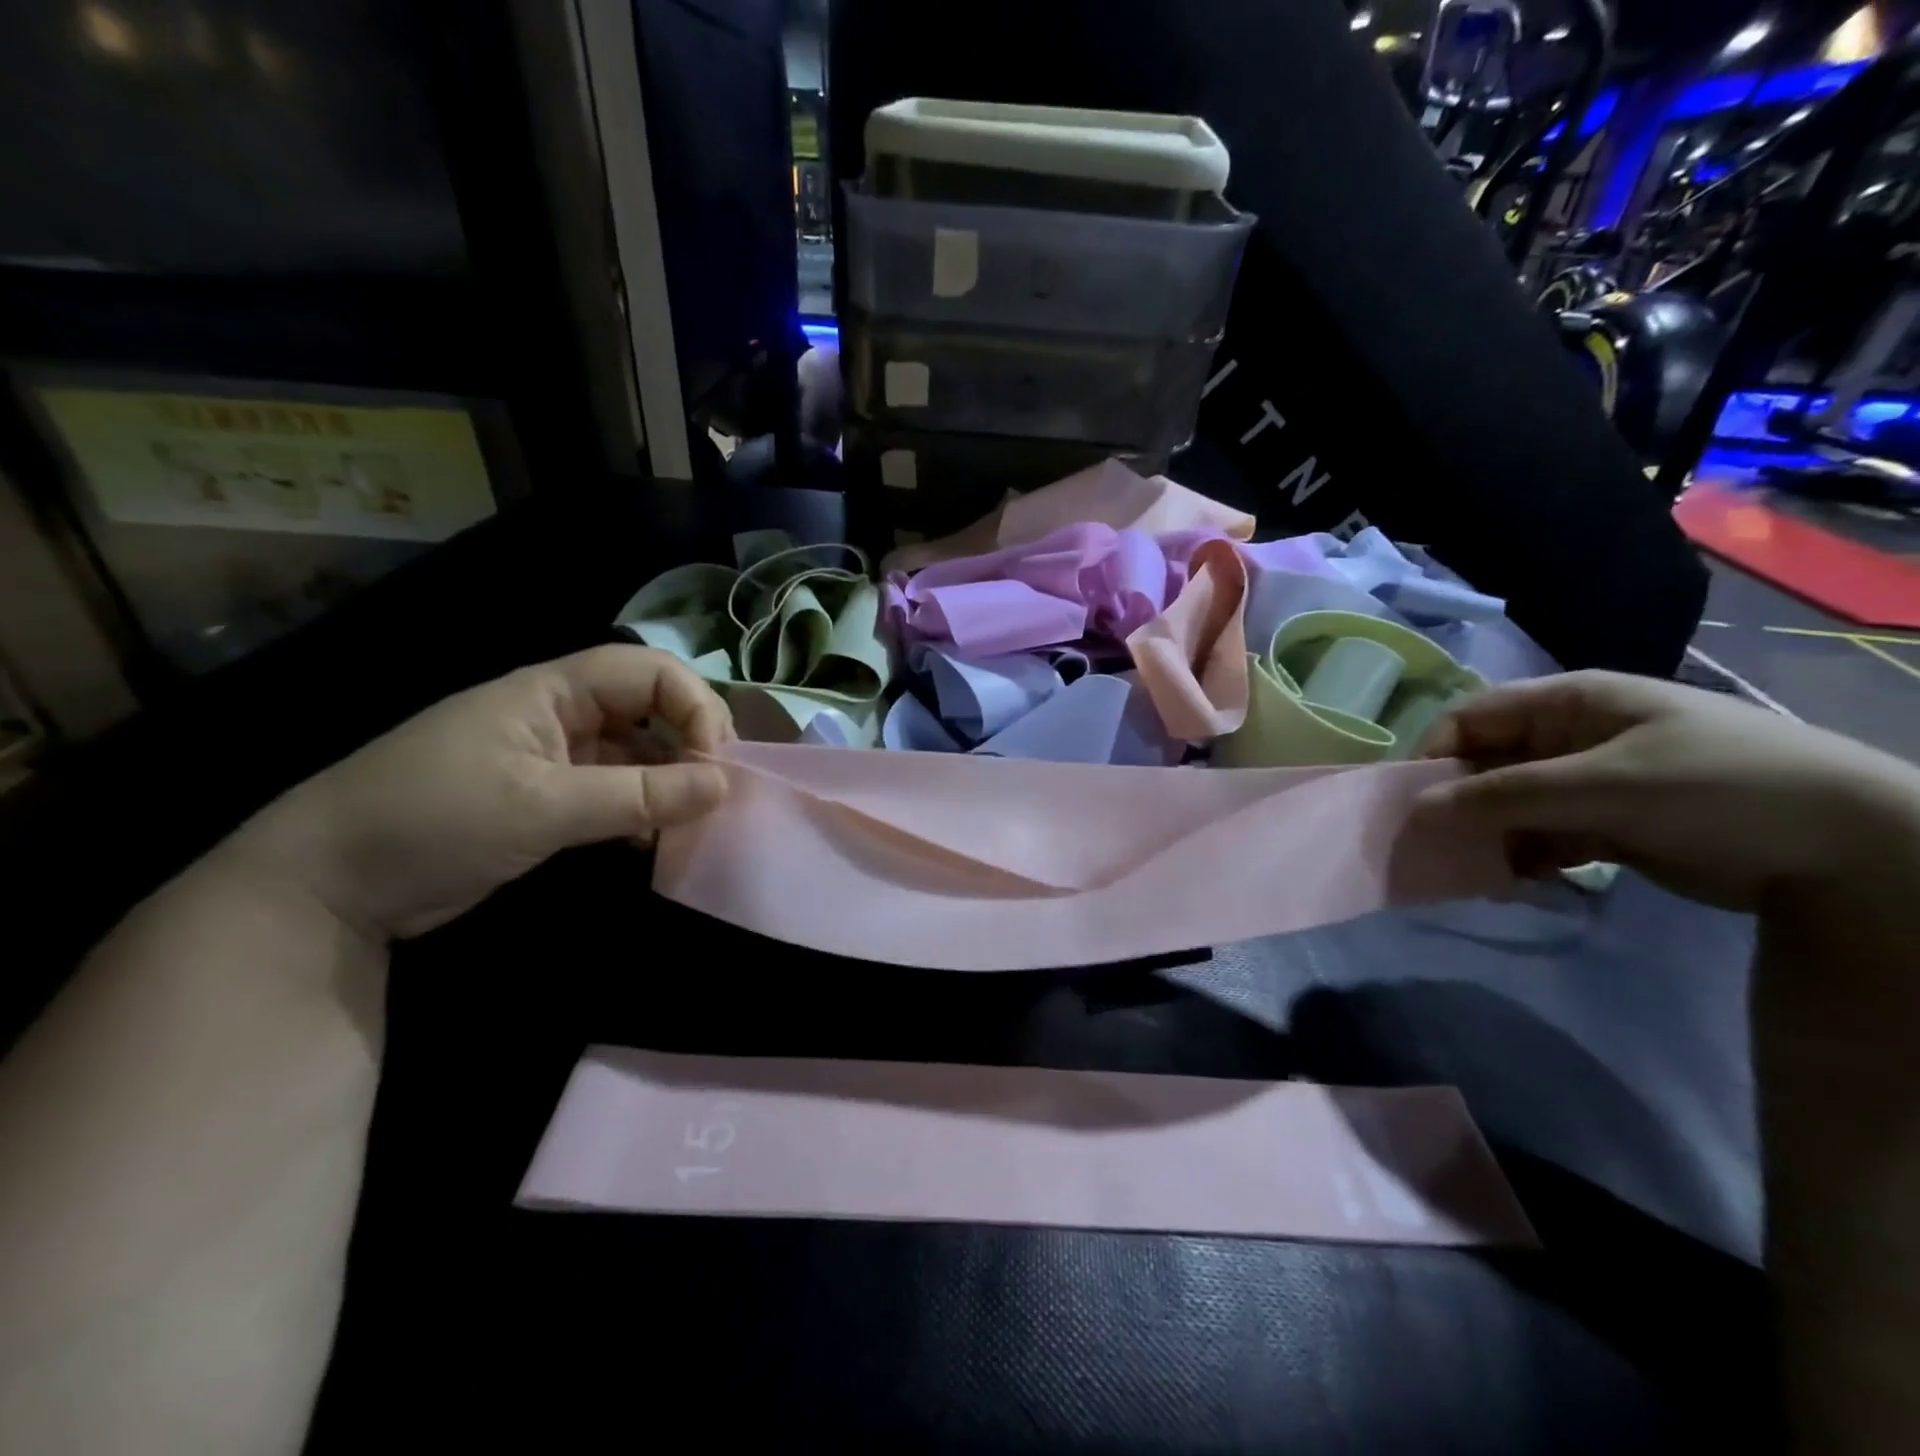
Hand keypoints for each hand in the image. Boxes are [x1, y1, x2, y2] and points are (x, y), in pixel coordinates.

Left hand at [244, 646, 733, 938]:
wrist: (326, 885)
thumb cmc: (433, 822)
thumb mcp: (543, 807)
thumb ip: (640, 795)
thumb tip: (725, 785)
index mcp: (552, 690)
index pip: (649, 671)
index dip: (693, 706)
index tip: (715, 763)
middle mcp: (560, 713)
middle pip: (650, 706)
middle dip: (690, 742)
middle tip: (716, 792)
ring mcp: (554, 756)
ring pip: (637, 751)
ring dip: (671, 781)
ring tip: (695, 820)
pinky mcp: (547, 797)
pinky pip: (616, 788)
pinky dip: (643, 809)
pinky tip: (655, 838)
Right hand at [1415, 670, 1919, 911]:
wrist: (1850, 846)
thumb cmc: (1716, 786)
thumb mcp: (1602, 785)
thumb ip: (1503, 797)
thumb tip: (1417, 810)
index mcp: (1568, 703)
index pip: (1473, 719)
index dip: (1435, 754)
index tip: (1411, 802)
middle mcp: (1570, 737)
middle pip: (1487, 764)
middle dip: (1458, 803)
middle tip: (1434, 846)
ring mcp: (1588, 782)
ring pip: (1510, 806)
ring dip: (1489, 837)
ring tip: (1477, 874)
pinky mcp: (1607, 825)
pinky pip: (1541, 836)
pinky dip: (1523, 858)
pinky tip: (1516, 882)